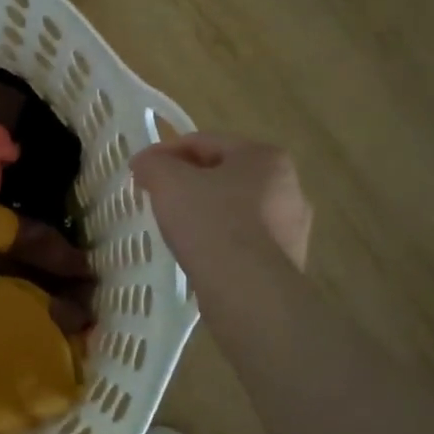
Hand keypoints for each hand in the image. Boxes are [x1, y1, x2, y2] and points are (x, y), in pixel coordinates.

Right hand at [131, 133, 311, 273]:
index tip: (139, 169)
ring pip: (235, 207)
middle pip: (223, 173)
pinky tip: (199, 252)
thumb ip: (153, 164)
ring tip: (175, 226)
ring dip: (205, 210)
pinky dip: (220, 239)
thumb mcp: (168, 182)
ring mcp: (293, 226)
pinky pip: (244, 239)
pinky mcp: (288, 260)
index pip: (204, 142)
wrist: (248, 291)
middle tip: (157, 195)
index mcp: (265, 156)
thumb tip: (145, 163)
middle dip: (188, 180)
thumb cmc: (210, 222)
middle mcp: (289, 185)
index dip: (165, 152)